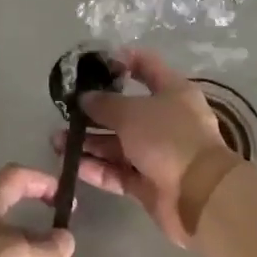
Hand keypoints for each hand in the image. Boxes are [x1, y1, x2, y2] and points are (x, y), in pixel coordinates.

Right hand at [63, 48, 242, 245]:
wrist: (199, 195)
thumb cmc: (168, 138)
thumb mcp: (131, 112)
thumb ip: (104, 103)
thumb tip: (84, 98)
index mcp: (172, 92)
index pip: (146, 65)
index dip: (120, 61)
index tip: (92, 65)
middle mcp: (166, 120)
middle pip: (125, 110)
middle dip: (93, 111)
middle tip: (64, 112)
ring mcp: (157, 153)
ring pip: (117, 143)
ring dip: (89, 142)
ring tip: (57, 141)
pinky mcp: (148, 183)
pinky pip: (118, 171)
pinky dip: (97, 167)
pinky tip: (73, 164)